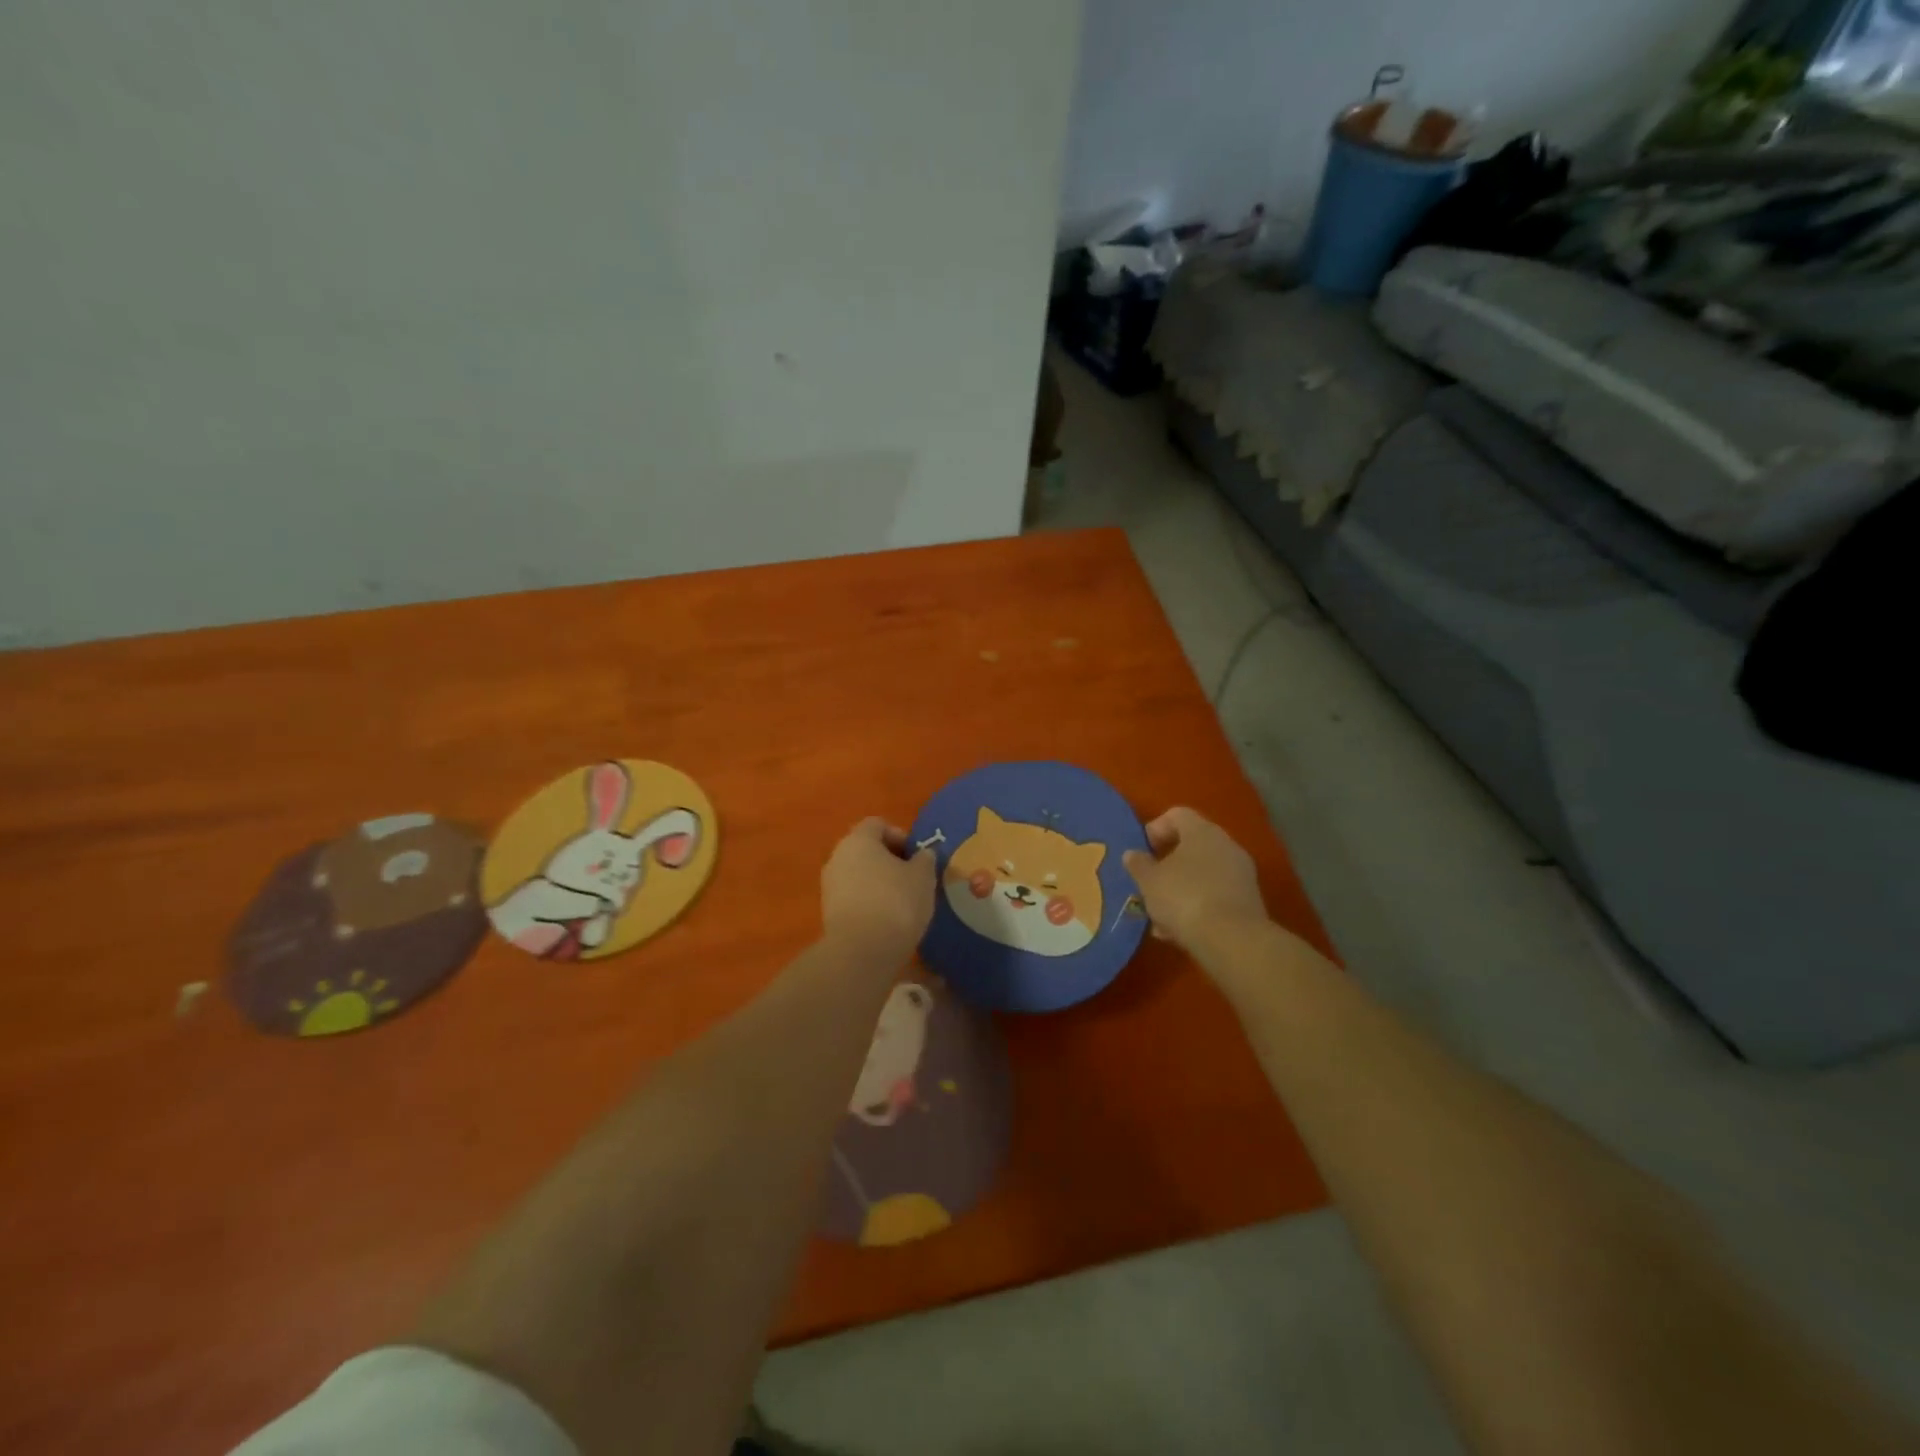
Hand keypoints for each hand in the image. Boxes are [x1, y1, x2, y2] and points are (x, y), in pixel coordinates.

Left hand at [821, 818, 934, 962]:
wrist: (861, 952)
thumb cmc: (896, 902)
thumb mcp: (923, 877)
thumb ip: (925, 859)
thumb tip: (923, 854)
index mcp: (859, 840)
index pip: (878, 824)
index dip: (900, 835)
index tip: (917, 856)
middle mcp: (838, 856)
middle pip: (866, 849)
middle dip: (890, 860)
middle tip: (913, 878)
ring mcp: (829, 886)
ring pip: (859, 874)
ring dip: (879, 883)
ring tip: (903, 902)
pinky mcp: (828, 913)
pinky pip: (854, 897)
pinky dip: (870, 902)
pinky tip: (888, 920)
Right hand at [1122, 807, 1267, 951]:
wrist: (1232, 940)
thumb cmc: (1183, 898)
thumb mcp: (1149, 881)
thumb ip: (1138, 864)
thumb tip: (1133, 854)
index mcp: (1201, 831)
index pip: (1177, 814)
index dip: (1156, 829)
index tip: (1143, 852)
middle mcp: (1226, 845)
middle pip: (1192, 845)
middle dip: (1168, 864)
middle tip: (1150, 883)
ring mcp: (1241, 873)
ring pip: (1203, 874)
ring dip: (1181, 889)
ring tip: (1161, 916)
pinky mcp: (1249, 901)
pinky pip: (1216, 895)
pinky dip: (1198, 906)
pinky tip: (1180, 931)